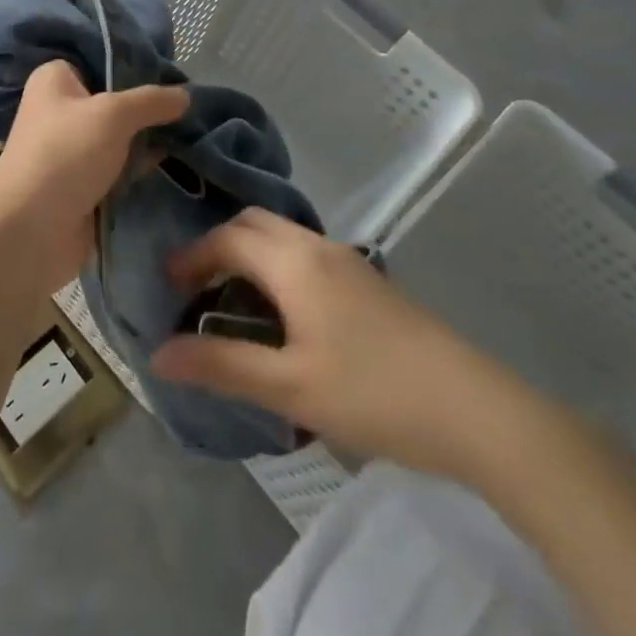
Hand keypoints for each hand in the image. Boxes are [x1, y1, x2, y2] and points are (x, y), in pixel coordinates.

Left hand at [0, 61, 188, 295]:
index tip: (177, 76)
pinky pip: (119, 169)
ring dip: (148, 141)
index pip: (102, 60)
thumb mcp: (113, 114)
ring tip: (195, 135)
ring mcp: (71, 150)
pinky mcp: (82, 184)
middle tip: (192, 108)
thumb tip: (186, 94)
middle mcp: (60, 110)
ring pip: (119, 138)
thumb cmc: (65, 154)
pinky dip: (141, 169)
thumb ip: (151, 101)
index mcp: (55, 79)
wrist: (31, 230)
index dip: (138, 66)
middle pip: (114, 101)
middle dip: (149, 108)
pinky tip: (178, 164)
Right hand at [151, 208, 547, 479]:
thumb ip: (222, 366)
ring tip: (231, 300)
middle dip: (218, 246)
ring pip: (283, 236)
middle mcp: (318, 247)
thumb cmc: (374, 394)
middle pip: (254, 223)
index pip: (227, 238)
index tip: (166, 286)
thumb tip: (158, 354)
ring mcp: (349, 261)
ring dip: (249, 254)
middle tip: (195, 288)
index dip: (191, 256)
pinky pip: (305, 254)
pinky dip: (276, 266)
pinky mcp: (369, 282)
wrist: (477, 411)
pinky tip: (282, 312)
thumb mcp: (290, 387)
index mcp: (294, 262)